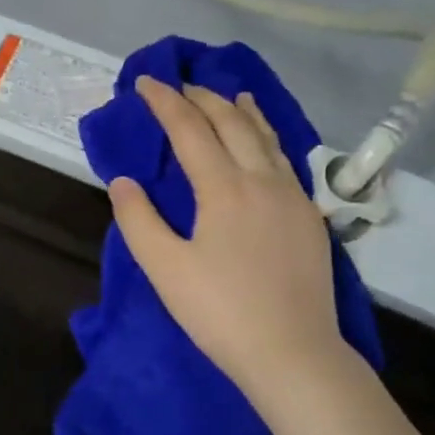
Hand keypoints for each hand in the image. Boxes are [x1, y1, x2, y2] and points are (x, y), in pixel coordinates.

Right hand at [108, 76, 351, 411]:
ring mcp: (293, 197)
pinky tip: (265, 144)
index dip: (165, 103)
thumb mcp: (164, 269)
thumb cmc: (219, 312)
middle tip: (179, 86)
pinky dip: (268, 138)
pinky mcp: (310, 218)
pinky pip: (286, 160)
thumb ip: (138, 220)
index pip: (190, 130)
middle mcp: (262, 180)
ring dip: (241, 112)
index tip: (145, 83)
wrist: (292, 352)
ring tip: (229, 95)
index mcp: (224, 189)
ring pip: (266, 138)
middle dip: (202, 99)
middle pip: (232, 124)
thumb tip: (123, 181)